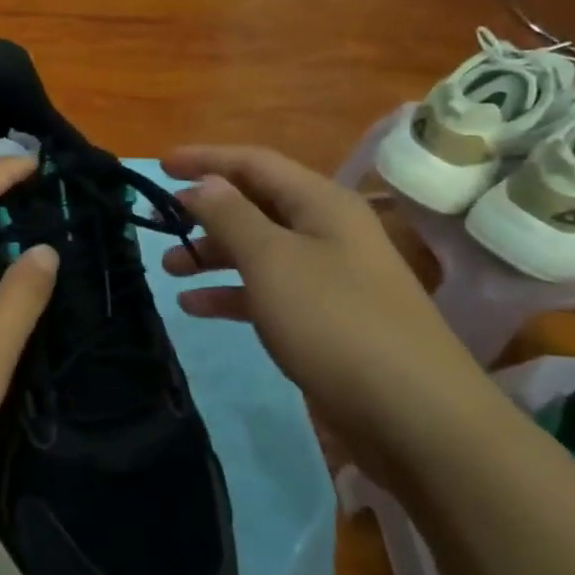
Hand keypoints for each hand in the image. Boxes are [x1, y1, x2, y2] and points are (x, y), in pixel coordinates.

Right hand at [161, 145, 490, 475]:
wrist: (415, 416)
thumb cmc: (335, 321)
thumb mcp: (272, 260)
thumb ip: (231, 216)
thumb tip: (205, 183)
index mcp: (321, 203)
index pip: (254, 163)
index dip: (206, 159)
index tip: (160, 166)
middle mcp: (326, 231)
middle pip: (256, 205)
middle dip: (206, 210)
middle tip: (160, 221)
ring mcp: (328, 277)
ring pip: (258, 250)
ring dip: (213, 254)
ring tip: (170, 268)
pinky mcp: (324, 320)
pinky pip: (268, 292)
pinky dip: (231, 293)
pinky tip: (196, 307)